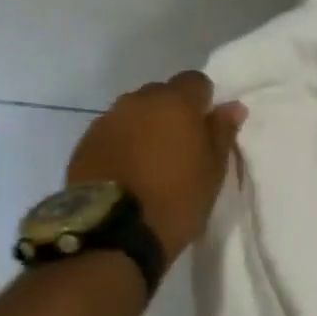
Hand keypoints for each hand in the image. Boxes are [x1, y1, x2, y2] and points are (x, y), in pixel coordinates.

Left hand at [67, 71, 246, 267]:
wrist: (113, 235)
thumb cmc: (176, 199)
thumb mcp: (213, 171)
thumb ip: (222, 132)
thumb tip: (232, 106)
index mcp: (175, 103)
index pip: (195, 81)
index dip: (203, 101)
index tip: (206, 127)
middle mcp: (137, 102)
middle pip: (161, 93)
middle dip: (171, 111)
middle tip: (180, 145)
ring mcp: (106, 121)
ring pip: (133, 112)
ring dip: (144, 127)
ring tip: (150, 161)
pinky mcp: (84, 144)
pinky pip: (111, 133)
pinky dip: (122, 144)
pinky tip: (127, 172)